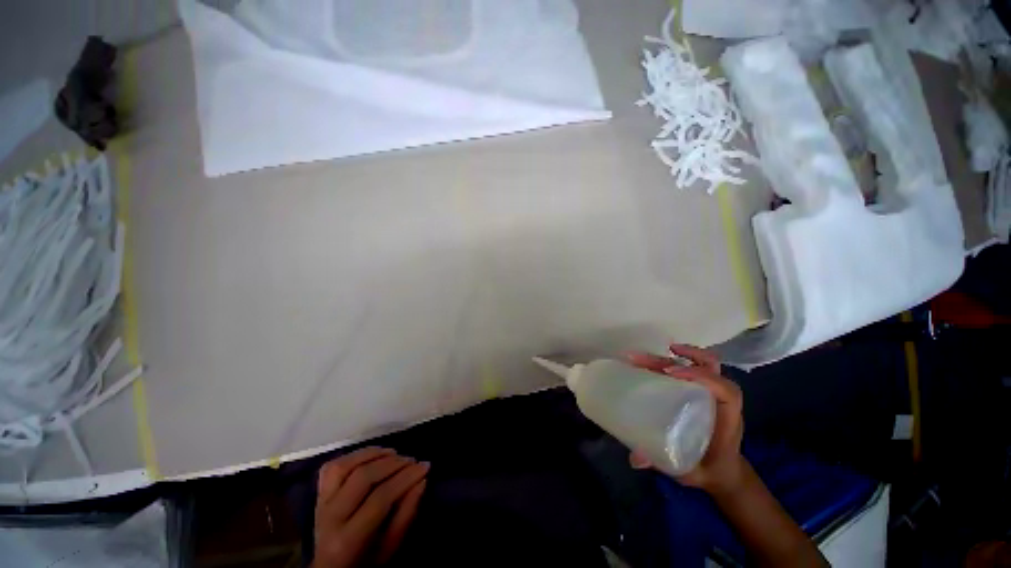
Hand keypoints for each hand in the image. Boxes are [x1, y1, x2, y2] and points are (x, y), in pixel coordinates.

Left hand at [312, 447, 428, 567]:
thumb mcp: (390, 547)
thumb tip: (422, 478)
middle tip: (412, 460)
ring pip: (344, 466)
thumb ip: (406, 514)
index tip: (425, 466)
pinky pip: (332, 467)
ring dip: (373, 454)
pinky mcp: (318, 495)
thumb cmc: (366, 561)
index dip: (405, 478)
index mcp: (347, 541)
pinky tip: (373, 455)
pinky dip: (354, 455)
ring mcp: (320, 504)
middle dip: (393, 463)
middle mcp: (329, 518)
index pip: (380, 498)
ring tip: (394, 453)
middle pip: (362, 478)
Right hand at [626, 344, 746, 495]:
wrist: (723, 471)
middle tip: (644, 360)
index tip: (670, 372)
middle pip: (709, 368)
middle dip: (678, 358)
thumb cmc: (709, 469)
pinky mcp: (700, 391)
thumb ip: (664, 464)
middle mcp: (720, 399)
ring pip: (703, 363)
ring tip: (647, 353)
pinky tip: (653, 363)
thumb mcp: (688, 470)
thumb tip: (635, 457)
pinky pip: (693, 368)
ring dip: (677, 353)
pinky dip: (675, 360)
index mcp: (726, 418)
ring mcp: (711, 392)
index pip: (725, 390)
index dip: (701, 375)